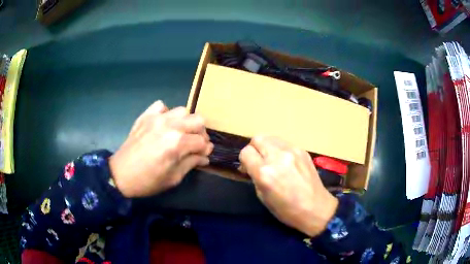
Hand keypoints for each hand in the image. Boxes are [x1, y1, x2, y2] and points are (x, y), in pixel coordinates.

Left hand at [109, 101, 212, 197]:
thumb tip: (204, 157)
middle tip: (194, 144)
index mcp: (177, 143)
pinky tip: (163, 125)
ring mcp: (156, 118)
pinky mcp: (145, 116)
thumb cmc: (148, 181)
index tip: (203, 156)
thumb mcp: (173, 178)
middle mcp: (169, 125)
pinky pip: (162, 106)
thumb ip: (191, 163)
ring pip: (182, 111)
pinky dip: (166, 113)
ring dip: (185, 123)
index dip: (206, 149)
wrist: (120, 175)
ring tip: (180, 134)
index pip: (202, 141)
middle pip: (198, 119)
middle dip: (200, 133)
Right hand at [239, 136, 337, 236]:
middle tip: (258, 161)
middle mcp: (277, 157)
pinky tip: (284, 161)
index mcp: (265, 173)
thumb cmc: (287, 210)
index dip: (244, 160)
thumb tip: (251, 166)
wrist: (316, 208)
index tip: (248, 168)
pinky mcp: (302, 150)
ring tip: (271, 159)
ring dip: (266, 146)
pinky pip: (284, 143)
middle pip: (257, 139)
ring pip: (270, 137)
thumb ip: (255, 177)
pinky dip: (279, 149)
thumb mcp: (263, 197)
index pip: (246, 153)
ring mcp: (292, 151)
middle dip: (253, 149)